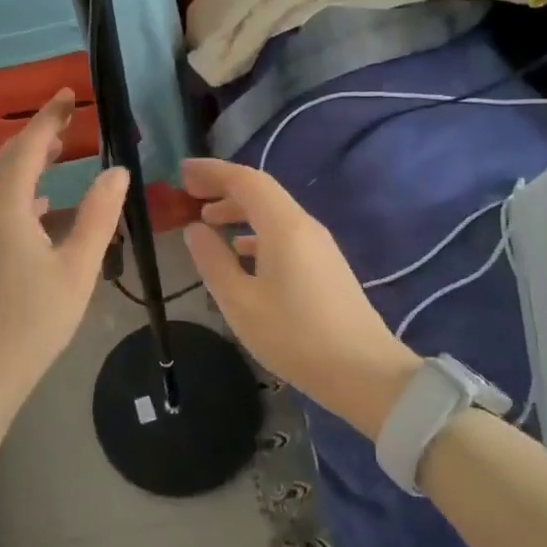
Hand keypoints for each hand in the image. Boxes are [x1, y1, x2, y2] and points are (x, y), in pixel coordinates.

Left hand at [0, 90, 128, 414]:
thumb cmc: (33, 321)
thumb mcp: (77, 267)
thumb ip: (98, 216)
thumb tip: (117, 171)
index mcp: (5, 208)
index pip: (27, 146)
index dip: (48, 117)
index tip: (68, 93)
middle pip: (8, 158)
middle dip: (38, 133)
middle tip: (70, 115)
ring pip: (2, 182)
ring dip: (30, 160)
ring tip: (62, 150)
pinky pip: (1, 205)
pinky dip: (24, 190)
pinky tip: (44, 205)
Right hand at [182, 158, 418, 438]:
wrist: (365, 374)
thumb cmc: (295, 336)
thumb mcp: (240, 302)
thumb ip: (213, 261)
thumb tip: (194, 229)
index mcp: (283, 226)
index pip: (245, 180)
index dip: (212, 172)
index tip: (182, 173)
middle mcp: (304, 226)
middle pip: (260, 192)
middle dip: (223, 188)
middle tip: (189, 195)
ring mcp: (318, 246)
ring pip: (272, 214)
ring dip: (238, 211)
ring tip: (207, 222)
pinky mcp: (324, 266)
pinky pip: (284, 234)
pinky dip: (255, 232)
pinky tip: (241, 253)